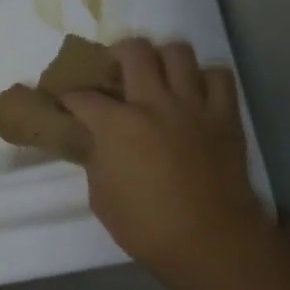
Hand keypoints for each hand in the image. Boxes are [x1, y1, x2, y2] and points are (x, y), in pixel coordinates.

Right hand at [61, 39, 269, 286]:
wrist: (206, 237)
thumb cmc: (143, 224)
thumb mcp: (100, 193)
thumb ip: (97, 157)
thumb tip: (97, 141)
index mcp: (115, 124)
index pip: (82, 96)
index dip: (68, 97)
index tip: (64, 102)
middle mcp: (153, 102)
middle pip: (134, 51)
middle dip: (116, 55)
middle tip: (113, 72)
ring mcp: (193, 105)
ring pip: (178, 52)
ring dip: (161, 59)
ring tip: (155, 76)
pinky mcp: (225, 115)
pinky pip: (217, 76)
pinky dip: (203, 78)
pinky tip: (193, 94)